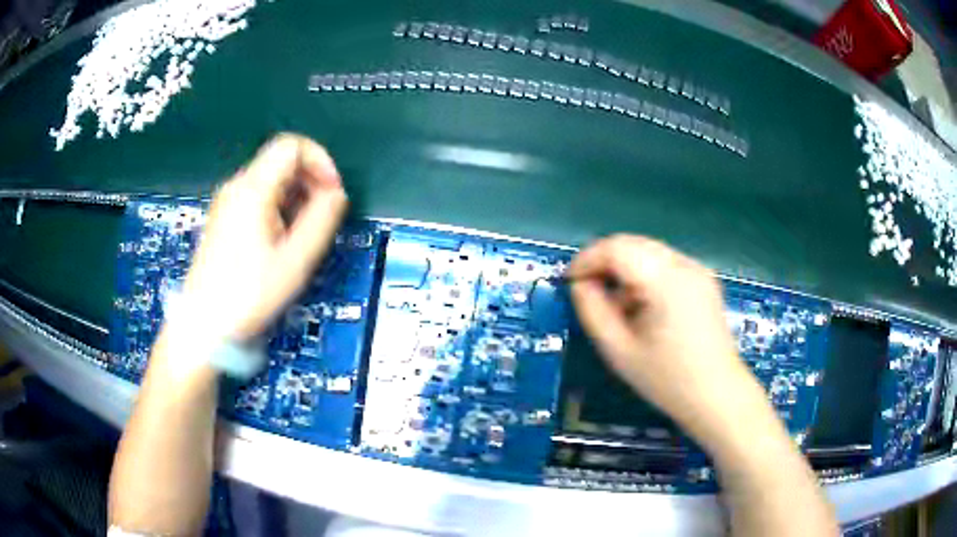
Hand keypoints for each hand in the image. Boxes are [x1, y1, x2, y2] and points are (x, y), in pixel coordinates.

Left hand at [182, 134, 347, 340]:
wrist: (206, 324)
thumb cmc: (249, 294)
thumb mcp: (295, 260)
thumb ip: (322, 219)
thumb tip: (337, 194)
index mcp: (253, 189)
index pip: (293, 146)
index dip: (321, 162)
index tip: (332, 193)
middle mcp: (237, 187)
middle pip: (282, 161)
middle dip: (310, 182)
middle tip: (321, 218)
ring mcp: (227, 202)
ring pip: (272, 180)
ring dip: (296, 197)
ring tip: (301, 235)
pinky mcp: (224, 218)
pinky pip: (259, 197)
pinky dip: (279, 208)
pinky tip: (281, 240)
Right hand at [568, 235, 753, 433]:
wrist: (718, 396)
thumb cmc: (668, 380)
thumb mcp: (619, 351)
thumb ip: (593, 312)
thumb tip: (580, 285)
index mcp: (666, 281)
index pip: (617, 248)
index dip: (587, 259)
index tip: (570, 283)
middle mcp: (685, 265)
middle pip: (633, 244)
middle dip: (604, 262)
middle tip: (588, 292)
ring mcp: (698, 270)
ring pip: (648, 252)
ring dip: (624, 269)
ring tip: (617, 306)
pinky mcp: (704, 280)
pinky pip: (665, 264)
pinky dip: (644, 276)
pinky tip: (643, 307)